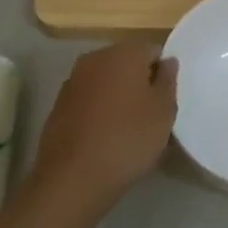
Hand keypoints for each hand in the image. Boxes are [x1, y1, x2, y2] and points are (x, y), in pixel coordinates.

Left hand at [31, 40, 178, 204]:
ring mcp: (73, 81)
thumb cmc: (128, 139)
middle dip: (140, 82)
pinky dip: (100, 111)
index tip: (167, 99)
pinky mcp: (58, 105)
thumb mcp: (164, 112)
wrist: (73, 177)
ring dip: (119, 96)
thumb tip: (166, 62)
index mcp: (123, 53)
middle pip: (126, 63)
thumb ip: (168, 81)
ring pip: (106, 82)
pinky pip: (89, 100)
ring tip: (130, 128)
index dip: (163, 73)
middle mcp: (95, 58)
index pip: (152, 50)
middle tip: (152, 114)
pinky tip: (106, 136)